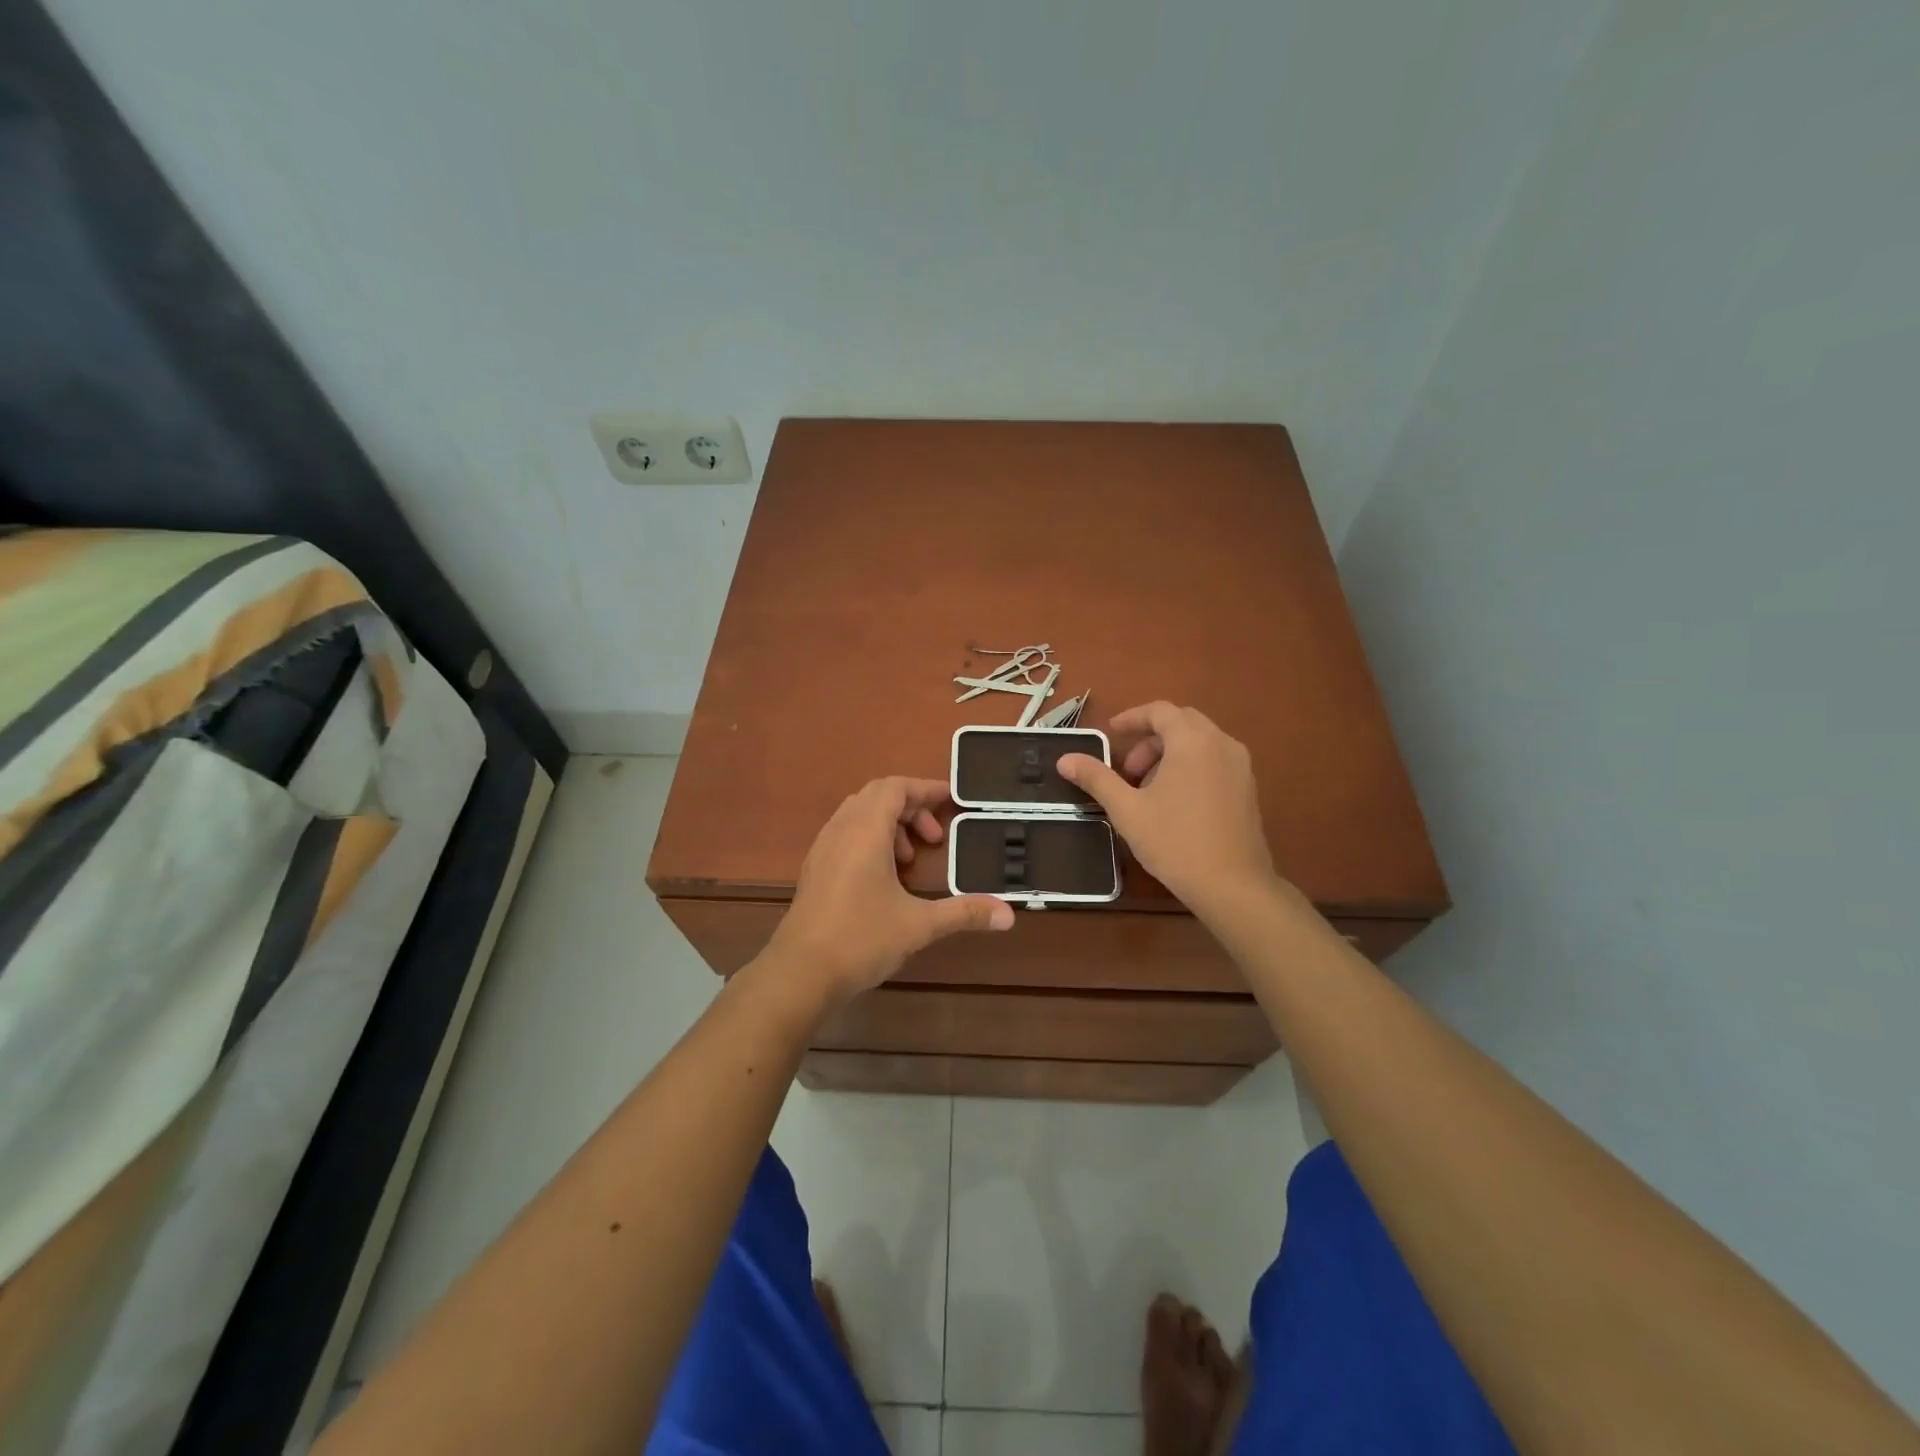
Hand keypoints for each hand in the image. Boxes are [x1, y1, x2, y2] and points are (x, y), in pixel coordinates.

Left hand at [764, 777, 1014, 1006]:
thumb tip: (1009, 915)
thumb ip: (964, 913)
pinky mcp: (814, 869)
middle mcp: (841, 829)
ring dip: (890, 824)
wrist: (800, 972)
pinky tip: (884, 878)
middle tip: (935, 838)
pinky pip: (845, 833)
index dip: (926, 789)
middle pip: (877, 795)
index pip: (896, 787)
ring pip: (858, 814)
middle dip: (911, 808)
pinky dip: (870, 840)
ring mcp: (823, 848)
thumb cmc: (861, 939)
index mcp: (865, 830)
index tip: (953, 802)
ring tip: (910, 860)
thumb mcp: (919, 925)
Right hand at [1057, 702, 1278, 912]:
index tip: (1112, 733)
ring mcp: (1240, 766)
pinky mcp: (1248, 788)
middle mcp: (1221, 744)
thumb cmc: (1175, 842)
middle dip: (1150, 739)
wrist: (1233, 885)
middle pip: (1181, 723)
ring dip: (1169, 754)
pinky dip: (1190, 766)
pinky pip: (1214, 760)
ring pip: (1199, 742)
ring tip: (1148, 790)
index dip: (1132, 718)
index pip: (1160, 711)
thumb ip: (1097, 779)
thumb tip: (1065, 760)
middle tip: (1128, 769)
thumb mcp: (1127, 810)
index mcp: (1192, 741)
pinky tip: (1175, 802)